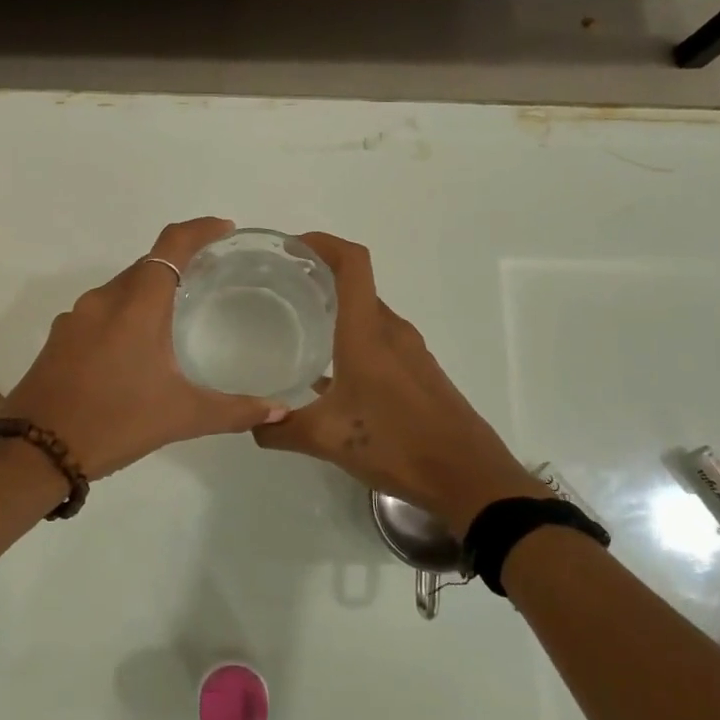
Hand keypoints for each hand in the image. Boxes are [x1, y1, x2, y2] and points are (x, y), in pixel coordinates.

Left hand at [0, 218, 289, 477]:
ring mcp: (76, 318)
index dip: (200, 230)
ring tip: (178, 316)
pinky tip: (136, 348)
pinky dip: (125, 314)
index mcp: (137, 305)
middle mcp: (104, 300)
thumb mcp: (181, 417)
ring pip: (121, 289)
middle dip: (179, 265)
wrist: (34, 451)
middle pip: (147, 265)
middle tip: (211, 280)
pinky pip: (101, 312)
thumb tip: (280, 410)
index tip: (224, 230)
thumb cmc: (114, 422)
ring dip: (150, 292)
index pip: (172, 245)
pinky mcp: (60, 338)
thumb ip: (234, 410)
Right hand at [253, 233, 544, 531]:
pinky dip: (352, 338)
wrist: (468, 477)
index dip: (323, 242)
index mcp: (368, 333)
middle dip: (319, 277)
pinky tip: (329, 373)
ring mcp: (410, 352)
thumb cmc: (397, 446)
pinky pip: (380, 340)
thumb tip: (251, 423)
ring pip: (368, 314)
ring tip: (297, 325)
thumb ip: (281, 428)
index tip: (290, 247)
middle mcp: (391, 332)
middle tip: (278, 289)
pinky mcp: (419, 372)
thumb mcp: (327, 440)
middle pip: (356, 285)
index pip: (352, 264)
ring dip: (336, 310)